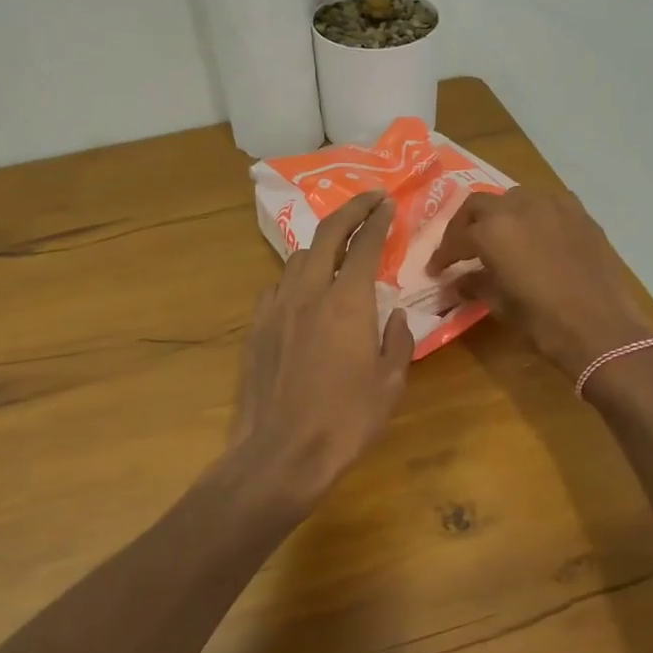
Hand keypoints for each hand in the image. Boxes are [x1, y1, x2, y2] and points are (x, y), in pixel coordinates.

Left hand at [230, 190, 414, 507]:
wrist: (282, 452)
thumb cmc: (346, 420)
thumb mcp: (390, 383)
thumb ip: (396, 340)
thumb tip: (393, 315)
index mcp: (347, 302)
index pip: (366, 245)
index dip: (378, 220)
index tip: (388, 203)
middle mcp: (309, 292)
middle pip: (327, 235)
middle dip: (350, 210)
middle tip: (368, 200)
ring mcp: (277, 307)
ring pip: (298, 258)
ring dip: (321, 245)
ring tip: (337, 249)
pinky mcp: (256, 327)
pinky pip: (277, 287)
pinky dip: (296, 278)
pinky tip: (303, 292)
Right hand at [429, 187, 652, 378]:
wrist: (601, 328)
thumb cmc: (543, 321)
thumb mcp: (500, 304)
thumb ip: (474, 285)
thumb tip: (456, 282)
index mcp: (493, 230)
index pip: (457, 237)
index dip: (443, 254)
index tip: (436, 270)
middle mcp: (519, 207)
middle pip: (480, 205)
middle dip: (465, 225)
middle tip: (460, 248)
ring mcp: (553, 205)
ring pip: (514, 198)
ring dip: (499, 214)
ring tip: (497, 237)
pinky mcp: (579, 213)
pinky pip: (547, 203)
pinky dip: (532, 214)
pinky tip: (533, 234)